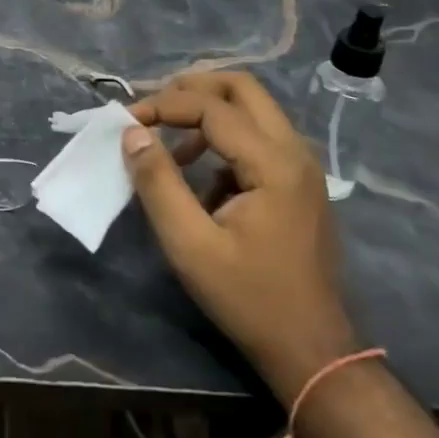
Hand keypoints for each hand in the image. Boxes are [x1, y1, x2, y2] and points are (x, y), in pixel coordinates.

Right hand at [125, 72, 357, 399]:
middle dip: (191, 89)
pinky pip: (258, 135)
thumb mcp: (190, 245)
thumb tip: (132, 133)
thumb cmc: (249, 299)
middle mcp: (295, 151)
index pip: (211, 106)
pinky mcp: (298, 182)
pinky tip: (199, 175)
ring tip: (169, 143)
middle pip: (242, 87)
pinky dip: (223, 137)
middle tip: (153, 109)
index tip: (126, 121)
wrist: (312, 351)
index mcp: (273, 163)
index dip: (163, 105)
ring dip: (207, 111)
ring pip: (252, 108)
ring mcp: (302, 166)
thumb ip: (158, 182)